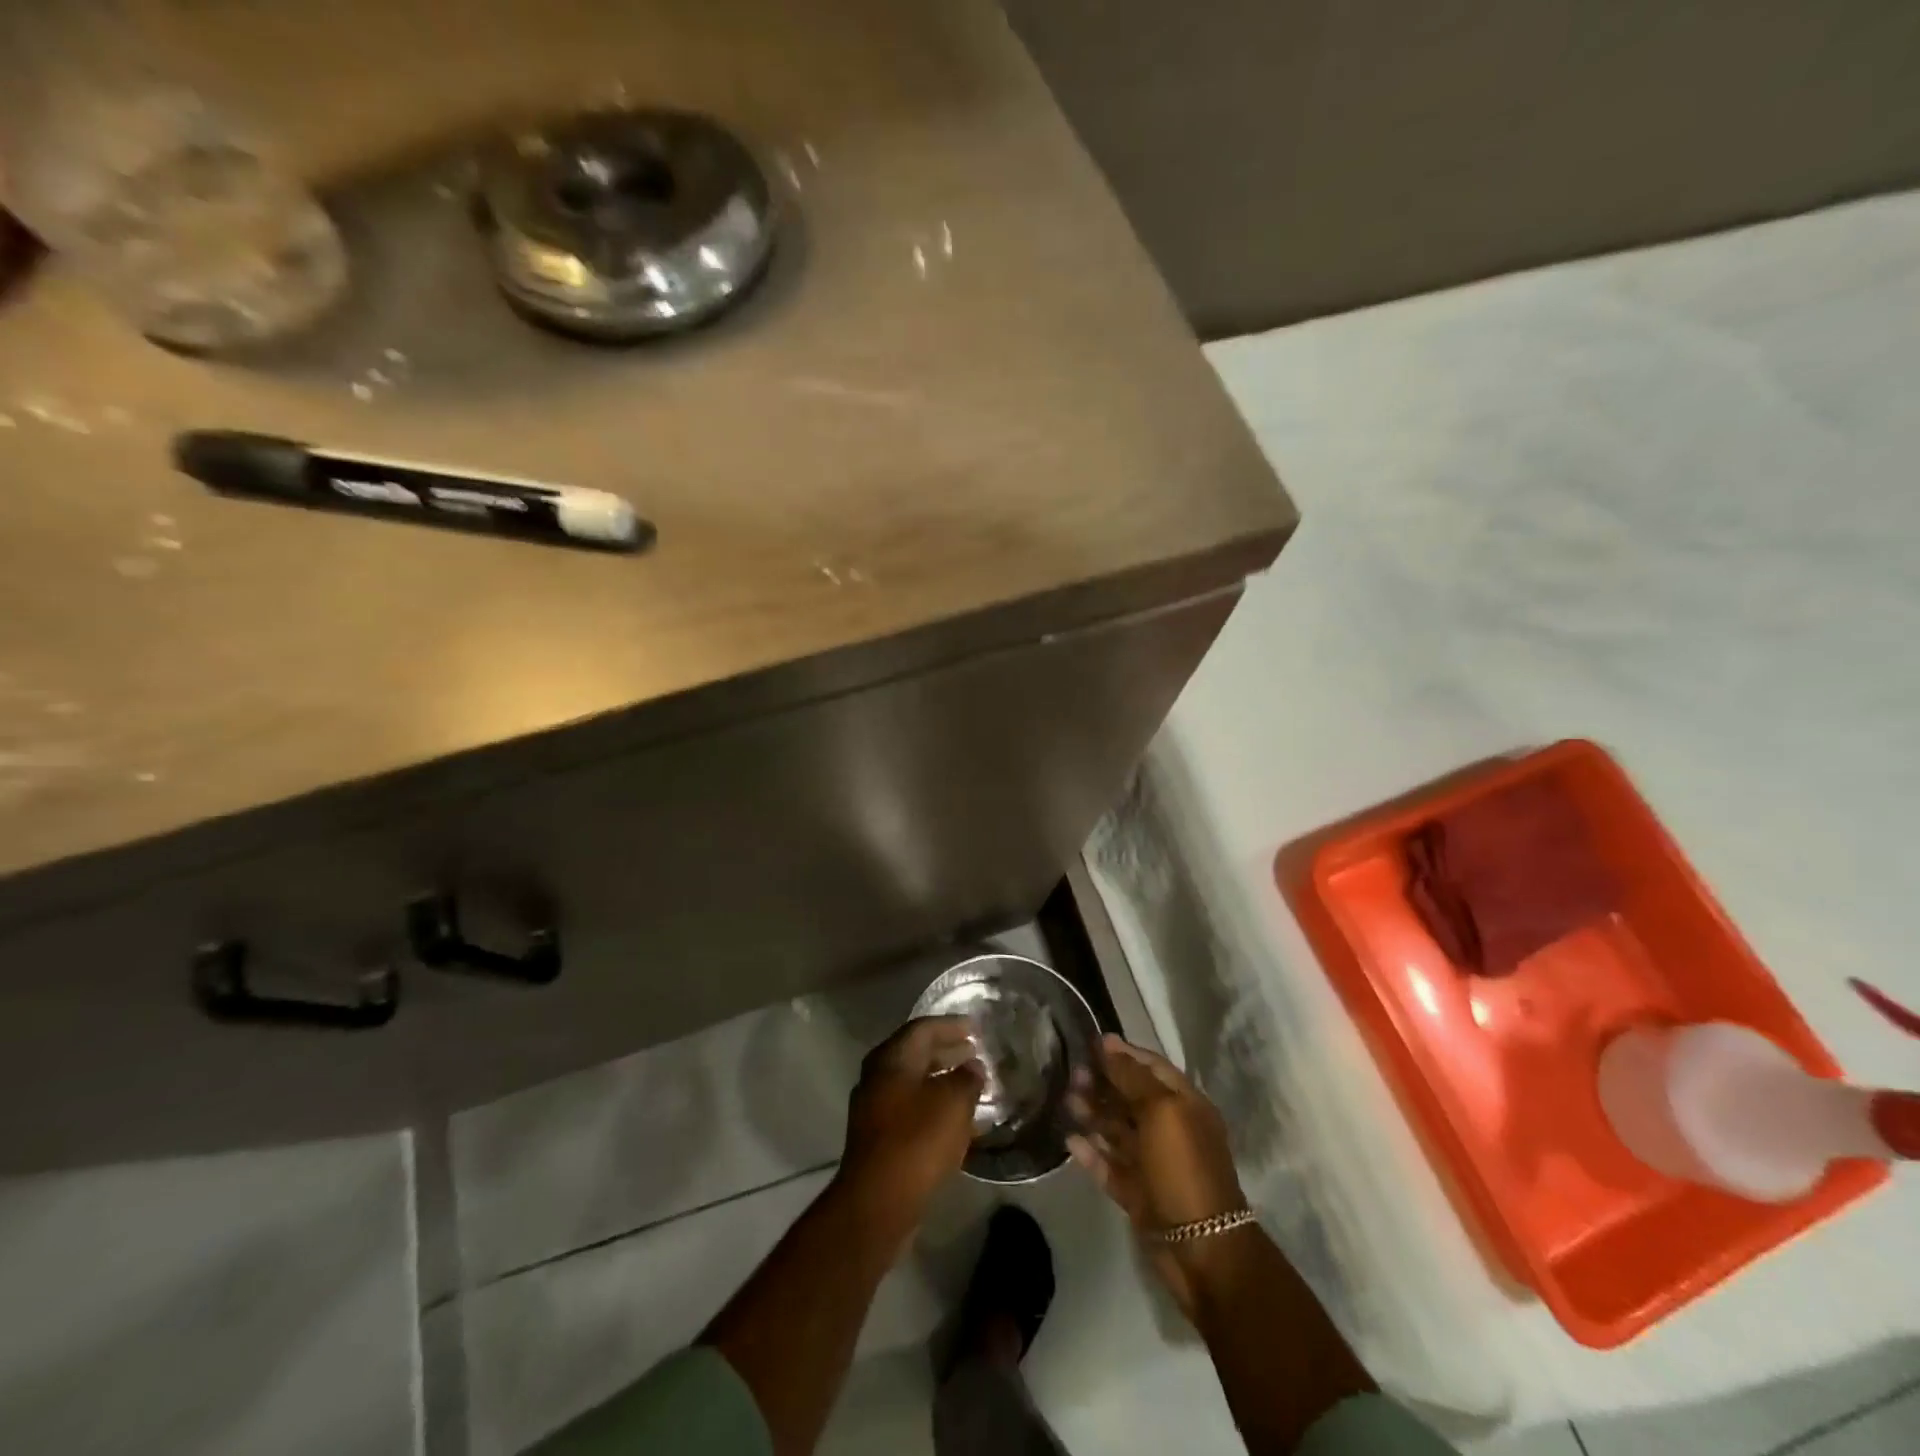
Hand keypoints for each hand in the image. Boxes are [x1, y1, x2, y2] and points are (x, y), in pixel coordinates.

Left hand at [838, 1016, 984, 1235]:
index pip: (923, 1028)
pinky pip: (911, 1109)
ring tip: (971, 1084)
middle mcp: (878, 1076)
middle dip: (946, 1051)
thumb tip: (973, 1067)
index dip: (951, 1025)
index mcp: (891, 1059)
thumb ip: (967, 1079)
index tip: (975, 1026)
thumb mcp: (953, 1103)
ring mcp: (875, 1108)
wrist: (877, 1203)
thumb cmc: (917, 1141)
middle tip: (974, 1052)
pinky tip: (956, 1119)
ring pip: (913, 1083)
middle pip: (916, 1054)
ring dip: (941, 1080)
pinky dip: (934, 1106)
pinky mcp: (879, 1137)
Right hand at [1067, 1034, 1248, 1317]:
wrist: (1202, 1250)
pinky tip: (1070, 1141)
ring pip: (1118, 1130)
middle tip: (1072, 1074)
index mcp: (1184, 1105)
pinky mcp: (1137, 1194)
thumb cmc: (1184, 1169)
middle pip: (1131, 1098)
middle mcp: (1169, 1130)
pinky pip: (1110, 1166)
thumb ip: (1132, 1077)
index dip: (1123, 1053)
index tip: (1090, 1042)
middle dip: (1103, 1083)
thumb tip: (1108, 1043)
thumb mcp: (1161, 1111)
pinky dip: (1091, 1153)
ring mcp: (1153, 1164)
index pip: (1151, 1068)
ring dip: (1093, 1114)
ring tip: (1066, 1100)